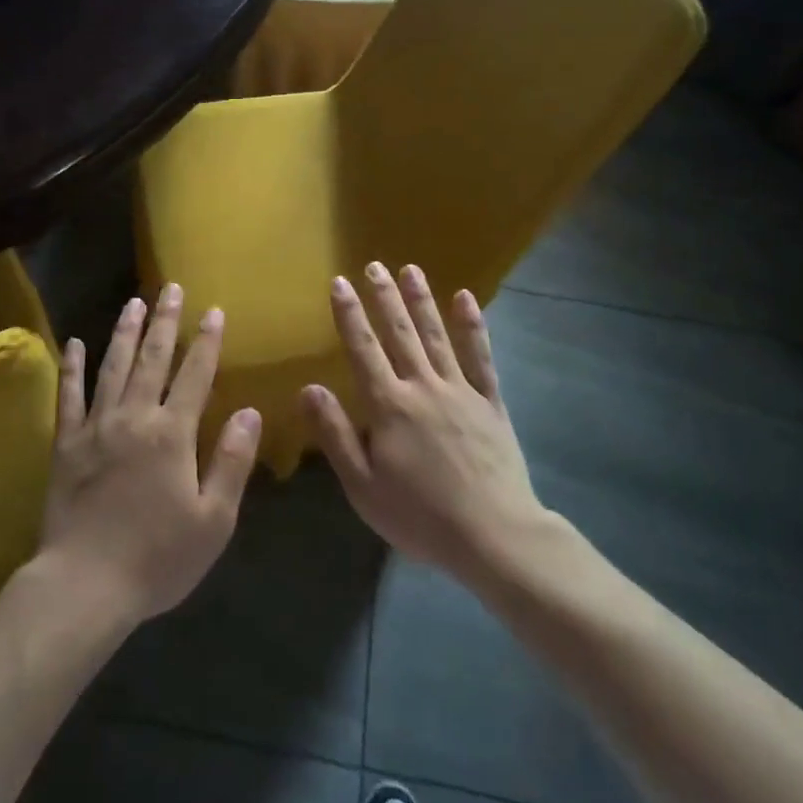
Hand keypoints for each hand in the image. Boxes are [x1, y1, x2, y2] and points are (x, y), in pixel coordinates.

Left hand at [38, 285, 261, 625]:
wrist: (85, 585)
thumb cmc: (158, 557)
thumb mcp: (214, 519)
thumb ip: (232, 461)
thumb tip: (251, 411)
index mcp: (172, 433)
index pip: (195, 375)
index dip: (206, 341)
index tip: (213, 310)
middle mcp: (134, 417)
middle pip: (152, 359)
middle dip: (165, 321)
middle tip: (170, 288)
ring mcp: (96, 427)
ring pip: (112, 367)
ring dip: (124, 332)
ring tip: (133, 302)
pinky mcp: (66, 444)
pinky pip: (69, 396)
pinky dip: (72, 367)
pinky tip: (74, 343)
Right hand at [305, 263, 548, 590]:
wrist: (494, 537)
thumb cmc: (420, 517)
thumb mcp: (363, 486)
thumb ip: (336, 434)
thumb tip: (308, 388)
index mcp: (389, 406)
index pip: (363, 349)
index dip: (349, 314)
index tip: (340, 282)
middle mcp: (422, 387)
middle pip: (399, 334)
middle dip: (384, 297)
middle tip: (373, 265)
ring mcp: (460, 391)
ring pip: (436, 336)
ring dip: (421, 301)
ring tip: (410, 269)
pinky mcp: (491, 403)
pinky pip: (480, 357)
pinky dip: (473, 326)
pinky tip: (466, 299)